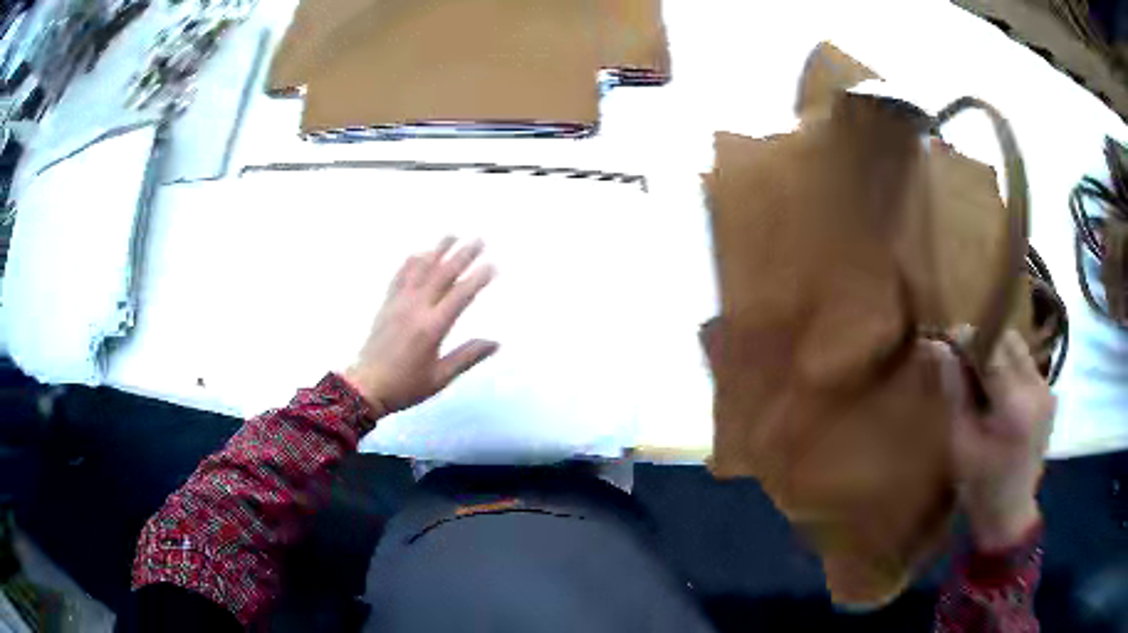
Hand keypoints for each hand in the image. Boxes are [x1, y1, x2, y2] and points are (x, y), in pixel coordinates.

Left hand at [343, 237, 498, 415]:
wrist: (366, 386)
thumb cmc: (406, 385)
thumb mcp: (440, 378)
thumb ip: (467, 357)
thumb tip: (495, 343)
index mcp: (432, 327)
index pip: (460, 296)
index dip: (477, 279)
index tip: (492, 265)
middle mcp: (416, 309)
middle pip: (442, 275)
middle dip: (462, 255)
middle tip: (478, 240)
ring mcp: (398, 303)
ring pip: (420, 269)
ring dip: (437, 250)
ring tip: (451, 235)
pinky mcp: (386, 304)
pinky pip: (399, 276)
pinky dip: (411, 262)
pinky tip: (419, 252)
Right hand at [932, 329, 1055, 549]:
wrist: (1010, 512)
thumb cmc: (979, 485)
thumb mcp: (960, 440)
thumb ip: (954, 389)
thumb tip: (938, 346)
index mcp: (1015, 407)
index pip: (992, 350)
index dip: (968, 339)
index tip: (947, 338)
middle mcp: (1037, 390)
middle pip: (1009, 341)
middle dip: (984, 342)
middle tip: (962, 362)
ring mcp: (1048, 390)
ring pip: (1020, 349)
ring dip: (998, 353)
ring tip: (982, 379)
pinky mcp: (1051, 394)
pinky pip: (1027, 365)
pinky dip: (1010, 367)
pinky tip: (999, 394)